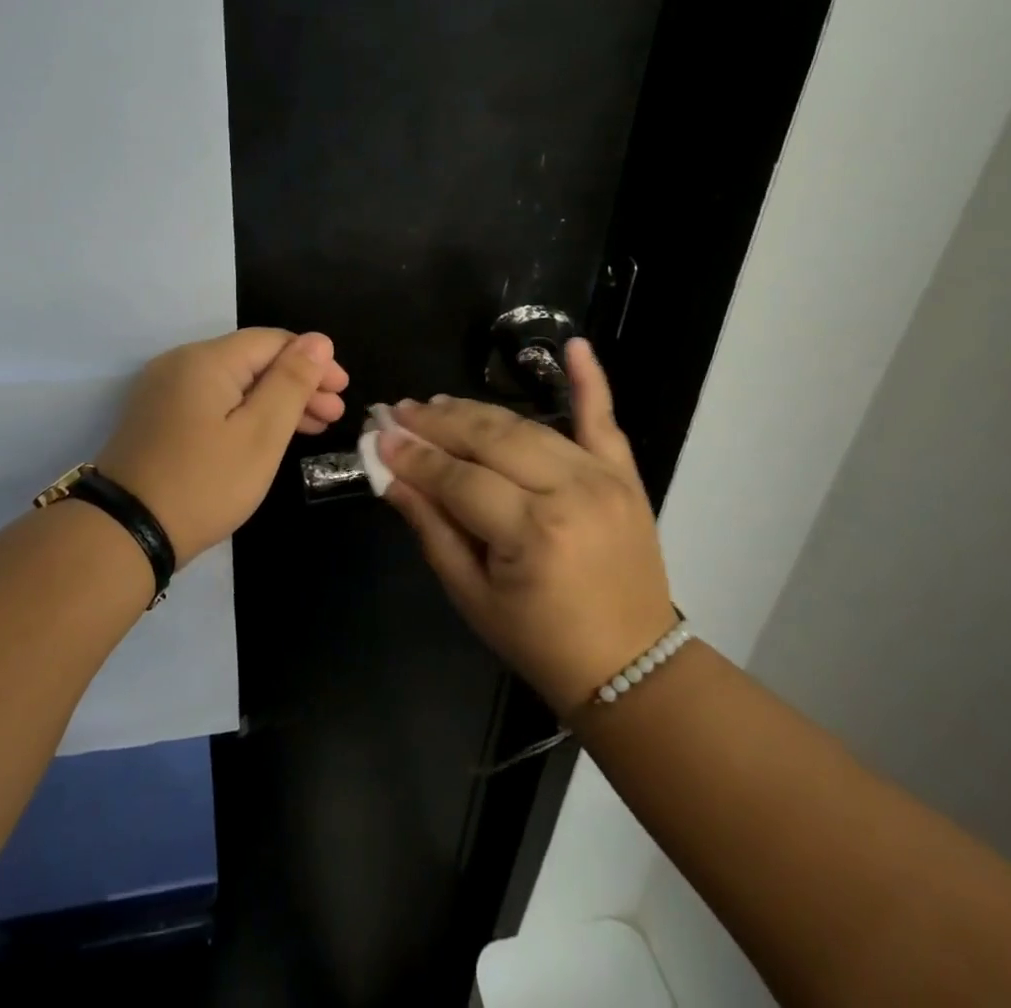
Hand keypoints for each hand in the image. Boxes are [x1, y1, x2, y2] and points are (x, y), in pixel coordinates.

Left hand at [96, 328, 348, 560]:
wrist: (124, 533)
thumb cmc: (204, 483)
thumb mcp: (260, 434)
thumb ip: (291, 383)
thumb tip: (319, 341)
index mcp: (206, 359)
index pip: (272, 341)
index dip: (312, 361)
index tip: (342, 391)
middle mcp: (181, 363)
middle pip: (252, 360)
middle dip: (296, 383)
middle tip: (333, 415)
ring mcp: (164, 390)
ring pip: (233, 382)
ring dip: (274, 400)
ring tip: (313, 428)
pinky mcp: (156, 416)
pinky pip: (212, 400)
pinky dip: (244, 412)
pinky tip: (267, 434)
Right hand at [374, 338, 674, 715]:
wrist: (633, 667)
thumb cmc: (540, 642)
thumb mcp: (472, 596)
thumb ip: (431, 528)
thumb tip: (390, 474)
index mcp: (533, 534)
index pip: (457, 477)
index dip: (413, 456)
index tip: (378, 437)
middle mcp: (570, 493)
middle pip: (490, 439)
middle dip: (437, 423)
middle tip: (398, 412)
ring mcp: (603, 477)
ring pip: (526, 426)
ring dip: (476, 411)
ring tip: (435, 403)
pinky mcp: (624, 474)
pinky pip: (603, 419)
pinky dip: (590, 379)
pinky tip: (573, 345)